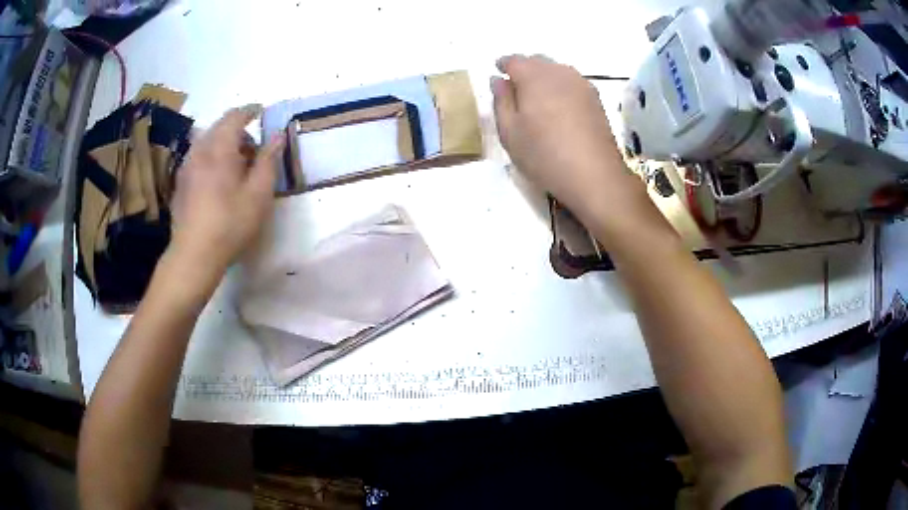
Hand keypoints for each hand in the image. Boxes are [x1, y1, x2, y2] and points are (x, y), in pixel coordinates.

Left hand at [170, 104, 283, 272]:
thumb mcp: (259, 193)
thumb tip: (277, 135)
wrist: (194, 254)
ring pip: (206, 143)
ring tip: (235, 166)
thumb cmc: (230, 223)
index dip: (249, 111)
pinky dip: (210, 158)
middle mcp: (199, 151)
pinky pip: (197, 158)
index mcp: (220, 148)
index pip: (234, 116)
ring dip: (222, 145)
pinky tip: (217, 181)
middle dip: (237, 131)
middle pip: (218, 127)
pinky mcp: (180, 184)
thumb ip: (268, 160)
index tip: (260, 112)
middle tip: (253, 150)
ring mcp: (186, 167)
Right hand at [491, 55, 641, 222]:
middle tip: (515, 86)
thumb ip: (501, 101)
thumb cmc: (544, 154)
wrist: (595, 175)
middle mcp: (559, 72)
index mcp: (534, 76)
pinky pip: (572, 82)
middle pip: (537, 61)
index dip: (503, 64)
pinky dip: (560, 87)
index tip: (497, 71)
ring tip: (537, 96)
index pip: (514, 60)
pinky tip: (558, 106)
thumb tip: (498, 80)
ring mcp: (581, 84)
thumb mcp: (510, 132)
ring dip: (544, 77)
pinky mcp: (595, 99)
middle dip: (524, 68)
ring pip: (557, 70)